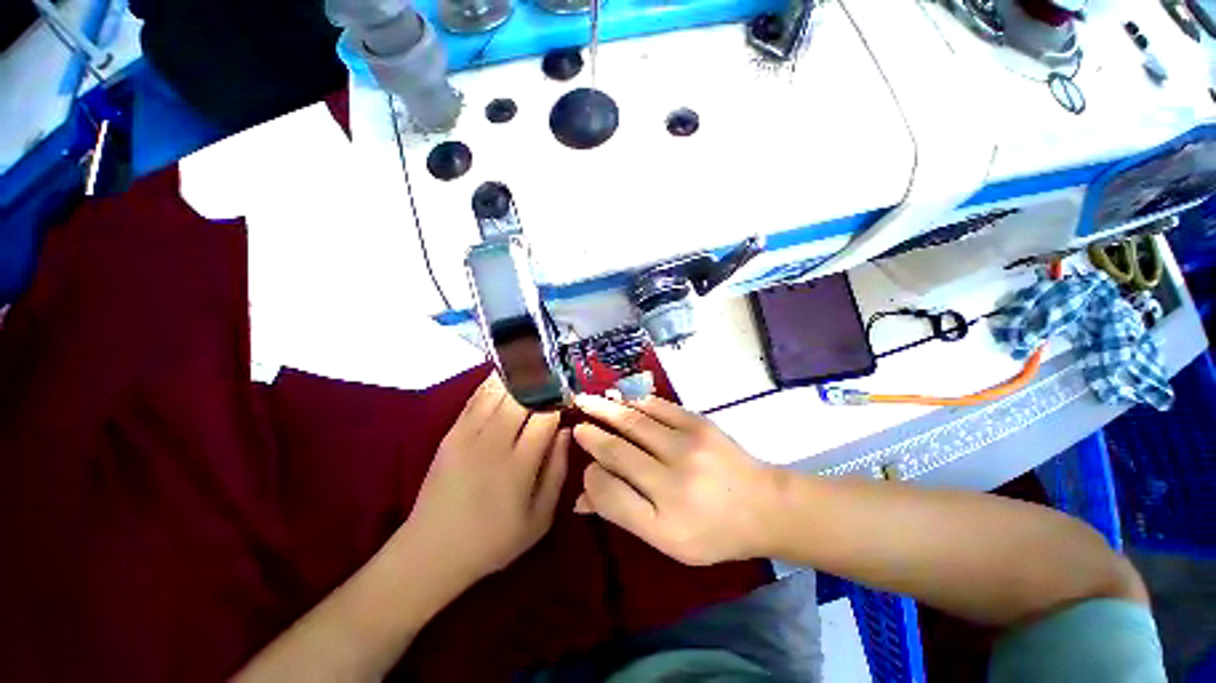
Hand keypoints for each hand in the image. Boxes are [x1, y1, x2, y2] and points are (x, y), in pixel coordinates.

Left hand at [402, 374, 569, 582]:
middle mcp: (493, 443)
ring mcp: (467, 435)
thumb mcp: (539, 518)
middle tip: (554, 373)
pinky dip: (493, 381)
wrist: (431, 551)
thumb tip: (566, 431)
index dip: (559, 400)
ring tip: (534, 364)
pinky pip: (475, 398)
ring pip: (497, 391)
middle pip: (521, 396)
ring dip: (518, 375)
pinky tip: (506, 372)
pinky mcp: (451, 433)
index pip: (545, 416)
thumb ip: (557, 471)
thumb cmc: (493, 540)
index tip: (569, 394)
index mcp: (518, 465)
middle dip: (541, 380)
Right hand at [572, 394, 780, 565]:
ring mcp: (688, 445)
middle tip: (576, 416)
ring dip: (607, 408)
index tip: (584, 461)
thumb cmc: (713, 531)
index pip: (610, 489)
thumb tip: (582, 497)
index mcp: (664, 518)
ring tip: (588, 398)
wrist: (764, 505)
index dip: (590, 474)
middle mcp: (673, 479)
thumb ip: (623, 513)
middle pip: (619, 448)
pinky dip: (636, 401)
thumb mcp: (666, 539)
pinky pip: (659, 407)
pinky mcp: (699, 423)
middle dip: (592, 431)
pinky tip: (622, 398)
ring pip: (635, 421)